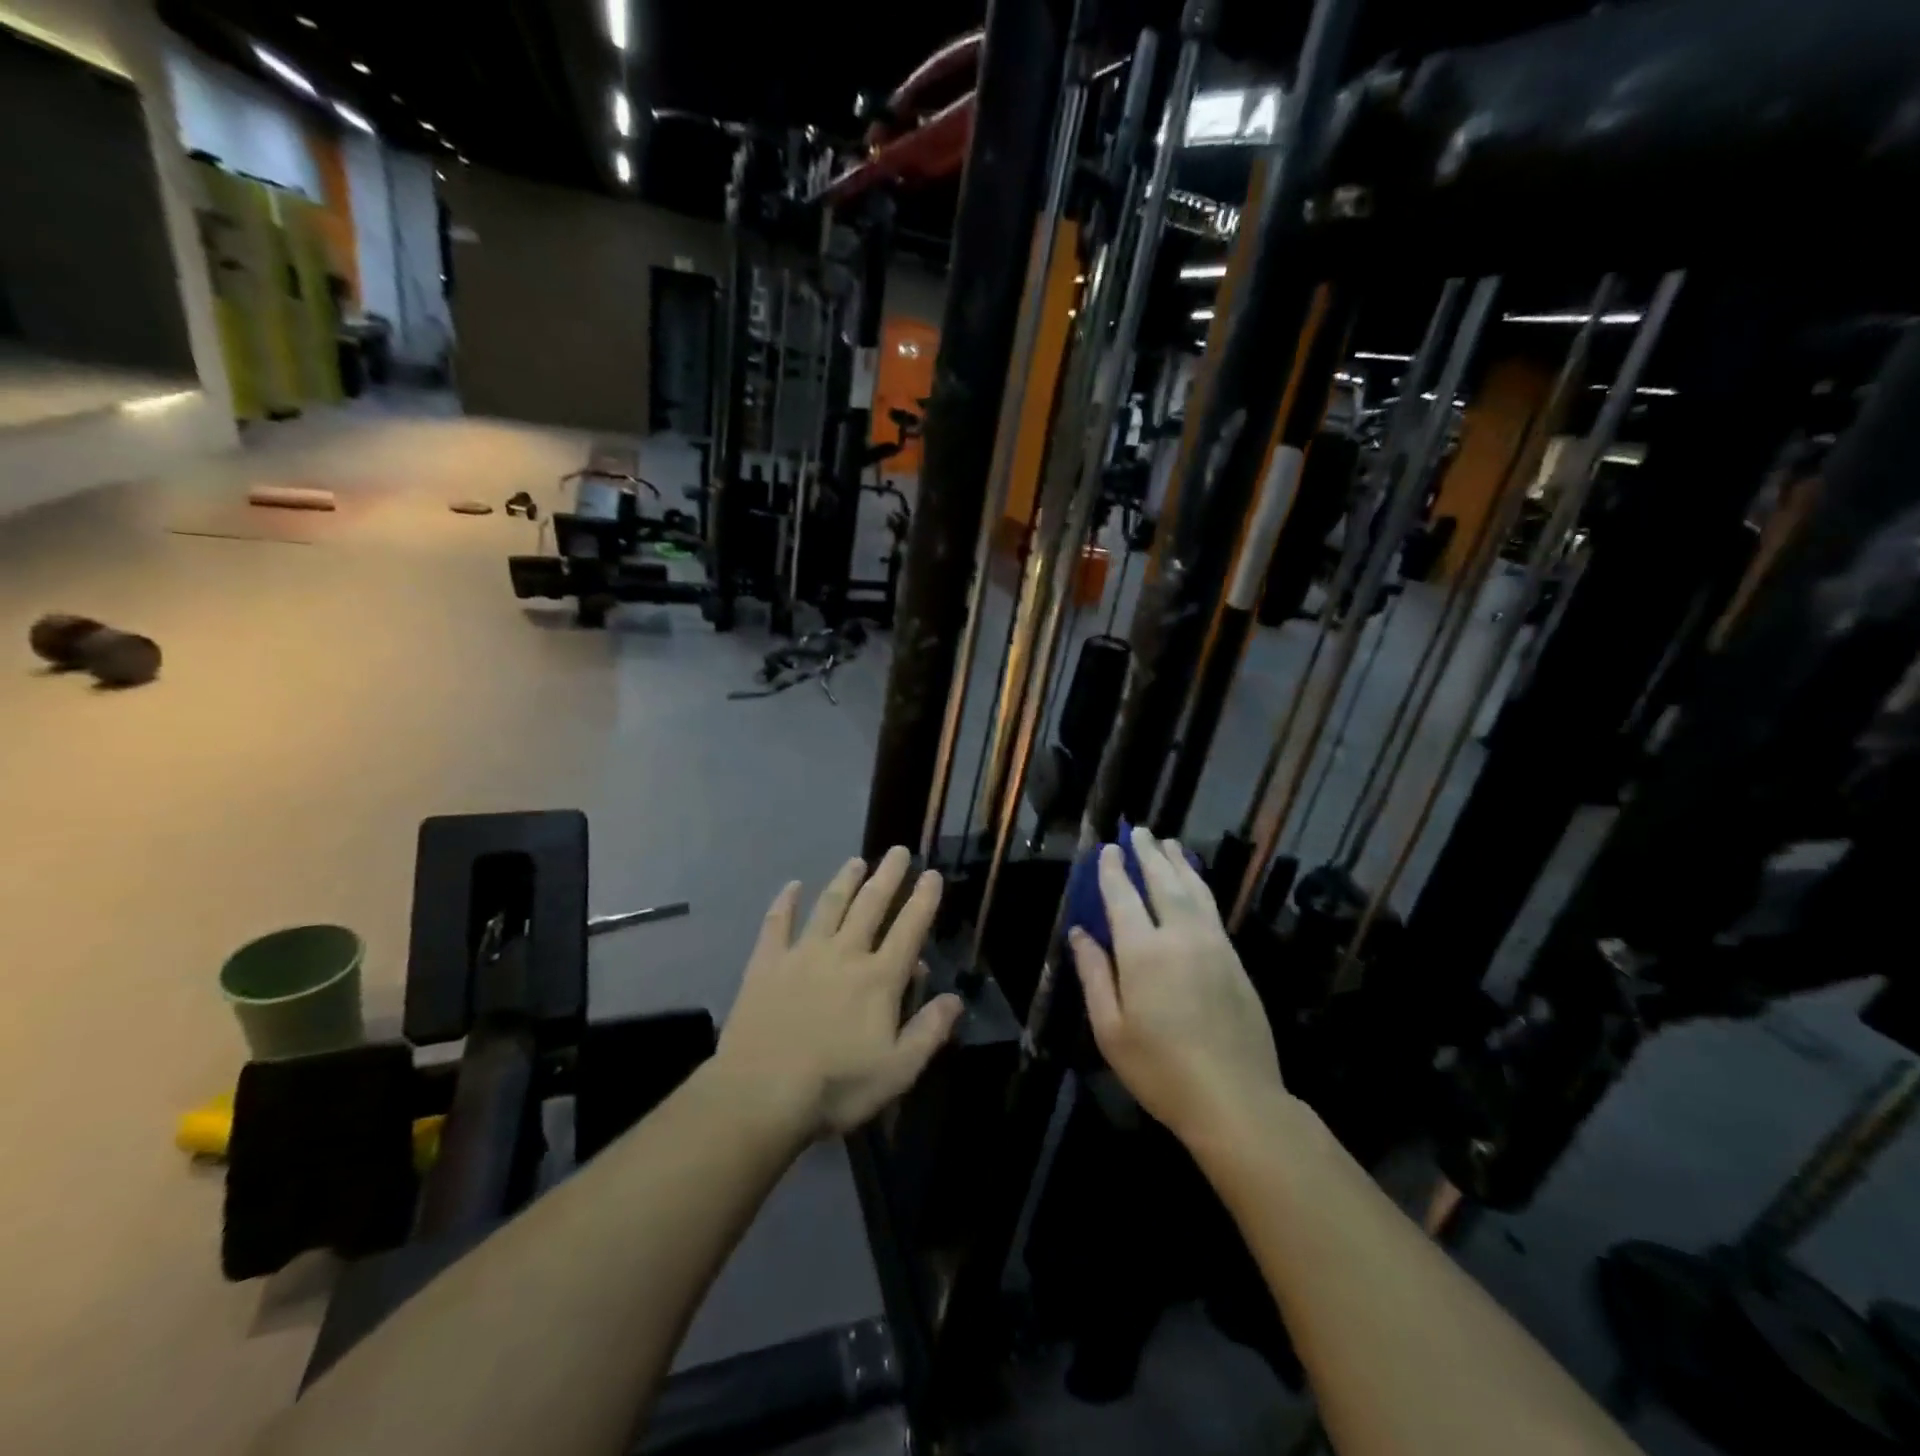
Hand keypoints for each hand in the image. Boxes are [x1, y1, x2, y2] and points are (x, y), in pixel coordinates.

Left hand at [714, 847, 961, 1142]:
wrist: (759, 1096)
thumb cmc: (835, 1087)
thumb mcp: (897, 1070)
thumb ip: (929, 1031)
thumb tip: (955, 998)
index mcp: (879, 979)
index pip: (909, 929)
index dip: (923, 900)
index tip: (932, 874)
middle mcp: (844, 954)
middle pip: (871, 906)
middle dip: (888, 876)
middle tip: (898, 851)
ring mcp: (802, 955)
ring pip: (829, 906)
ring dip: (845, 881)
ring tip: (857, 861)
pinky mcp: (766, 965)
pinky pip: (777, 924)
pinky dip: (785, 903)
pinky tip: (792, 886)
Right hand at [1069, 827, 1285, 1150]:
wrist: (1235, 1099)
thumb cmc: (1160, 1069)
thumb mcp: (1110, 1029)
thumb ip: (1094, 975)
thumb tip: (1079, 933)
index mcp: (1143, 953)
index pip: (1123, 896)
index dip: (1112, 870)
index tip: (1106, 849)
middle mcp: (1180, 936)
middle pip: (1162, 882)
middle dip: (1148, 854)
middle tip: (1138, 831)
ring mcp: (1213, 945)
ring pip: (1194, 890)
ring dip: (1179, 863)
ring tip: (1169, 843)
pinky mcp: (1234, 959)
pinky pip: (1212, 909)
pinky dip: (1200, 886)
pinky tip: (1195, 883)